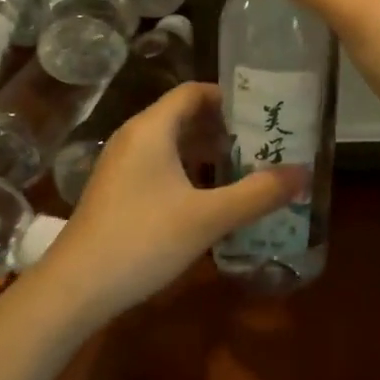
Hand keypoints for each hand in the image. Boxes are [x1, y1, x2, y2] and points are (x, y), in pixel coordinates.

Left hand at [27, 82, 302, 325]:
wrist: (75, 287)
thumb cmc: (143, 239)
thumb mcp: (207, 217)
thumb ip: (257, 193)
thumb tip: (304, 173)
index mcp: (152, 128)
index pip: (193, 92)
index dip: (228, 97)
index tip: (262, 112)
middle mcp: (134, 136)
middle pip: (183, 116)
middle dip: (222, 127)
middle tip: (262, 142)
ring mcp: (121, 164)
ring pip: (170, 143)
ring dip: (205, 151)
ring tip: (244, 168)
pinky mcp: (116, 189)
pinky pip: (158, 164)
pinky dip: (186, 170)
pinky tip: (208, 197)